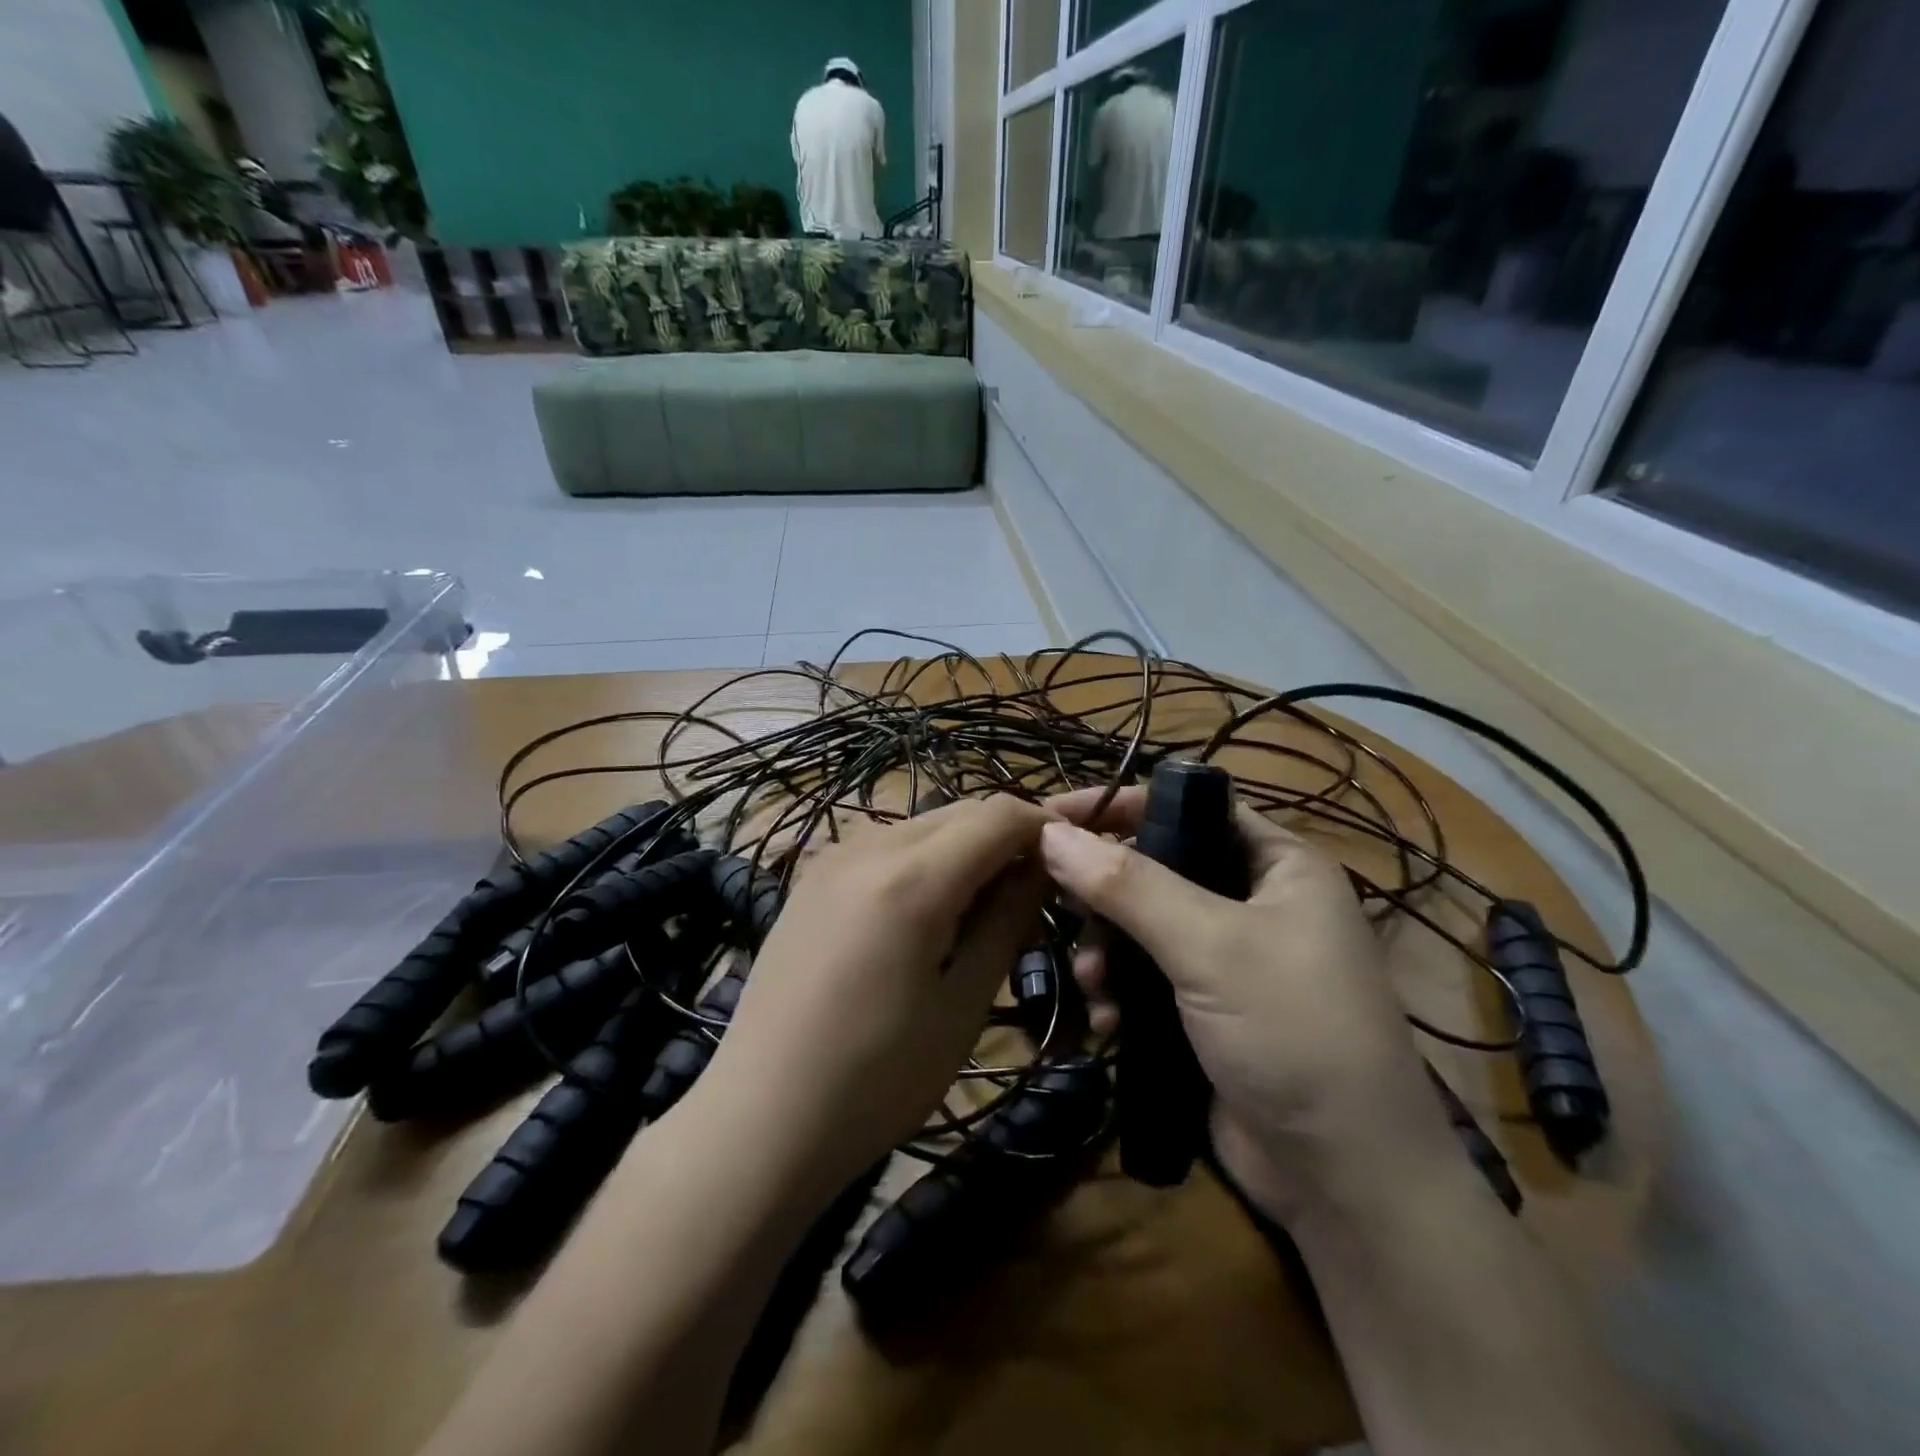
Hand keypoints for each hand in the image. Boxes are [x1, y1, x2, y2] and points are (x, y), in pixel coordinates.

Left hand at [689, 795, 1050, 1202]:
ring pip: (922, 827)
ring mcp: (832, 858)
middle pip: (961, 813)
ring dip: (965, 850)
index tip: (1073, 861)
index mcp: (912, 878)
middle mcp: (869, 847)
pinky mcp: (810, 879)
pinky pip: (885, 847)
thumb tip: (1039, 868)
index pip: (999, 815)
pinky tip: (926, 913)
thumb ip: (1005, 922)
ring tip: (983, 909)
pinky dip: (923, 862)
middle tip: (1034, 895)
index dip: (1045, 827)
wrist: (760, 1119)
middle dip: (1007, 839)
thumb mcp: (962, 1005)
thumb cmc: (876, 1079)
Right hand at [1041, 788, 1457, 1221]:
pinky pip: (1148, 977)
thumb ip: (1130, 886)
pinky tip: (1107, 1021)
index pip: (1190, 806)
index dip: (1122, 806)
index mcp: (1278, 864)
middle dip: (1106, 892)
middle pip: (1158, 868)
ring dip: (1107, 950)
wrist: (1347, 1181)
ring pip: (1145, 926)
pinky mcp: (1209, 1009)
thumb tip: (1052, 833)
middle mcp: (1256, 901)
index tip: (1053, 815)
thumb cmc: (1293, 1034)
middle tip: (1061, 908)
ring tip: (1091, 983)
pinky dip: (1121, 991)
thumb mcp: (1211, 947)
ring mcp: (1231, 959)